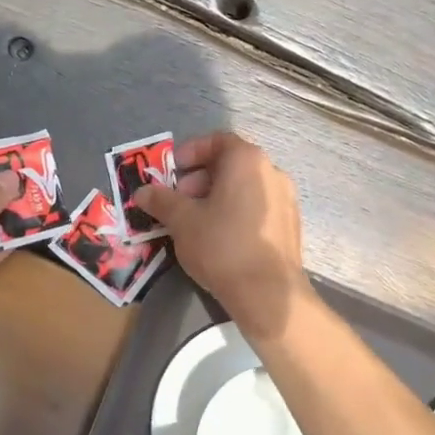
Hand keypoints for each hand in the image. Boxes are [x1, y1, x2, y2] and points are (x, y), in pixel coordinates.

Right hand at [134, 133, 314, 339]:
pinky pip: (258, 208)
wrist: (269, 294)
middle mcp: (272, 171)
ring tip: (194, 222)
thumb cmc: (222, 245)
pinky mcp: (291, 225)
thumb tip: (143, 191)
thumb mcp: (182, 221)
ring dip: (216, 197)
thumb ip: (161, 200)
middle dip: (199, 178)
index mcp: (247, 160)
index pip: (217, 140)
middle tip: (178, 200)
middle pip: (230, 164)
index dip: (190, 152)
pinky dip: (236, 212)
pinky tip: (219, 238)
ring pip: (244, 188)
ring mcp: (286, 199)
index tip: (172, 171)